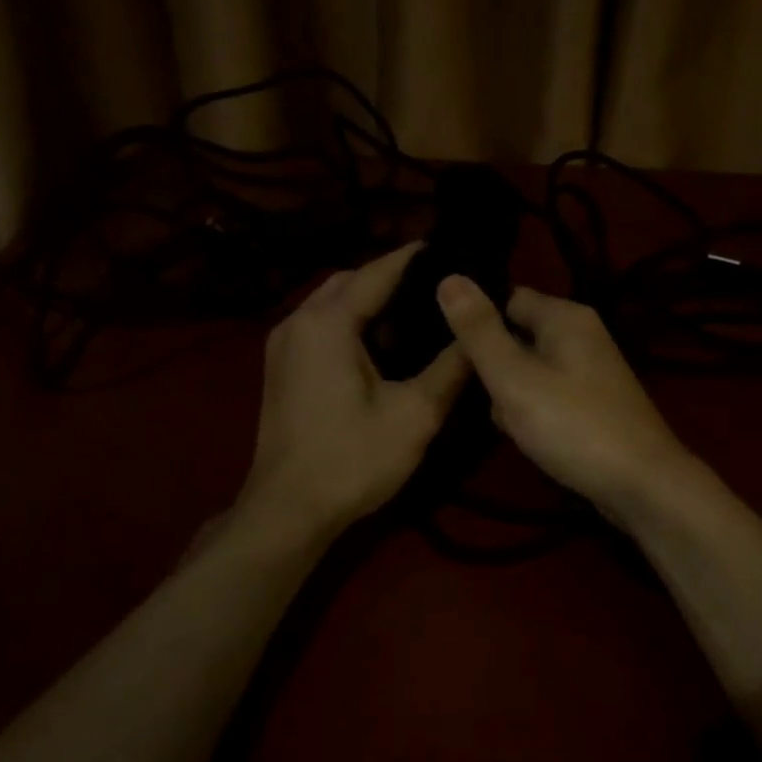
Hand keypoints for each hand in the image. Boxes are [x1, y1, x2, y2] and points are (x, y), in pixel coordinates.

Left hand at [237, 243, 469, 536]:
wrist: (287, 512)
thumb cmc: (352, 460)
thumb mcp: (415, 414)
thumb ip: (451, 366)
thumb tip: (479, 329)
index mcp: (327, 323)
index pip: (378, 271)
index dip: (417, 258)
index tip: (454, 249)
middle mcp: (298, 321)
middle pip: (351, 281)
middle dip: (393, 279)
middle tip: (440, 289)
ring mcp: (283, 344)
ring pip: (333, 303)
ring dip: (371, 303)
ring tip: (418, 316)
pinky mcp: (281, 367)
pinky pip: (321, 326)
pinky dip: (352, 324)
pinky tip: (383, 347)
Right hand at [435, 276, 695, 522]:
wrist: (642, 486)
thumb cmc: (573, 425)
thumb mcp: (513, 377)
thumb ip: (479, 330)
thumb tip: (447, 277)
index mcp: (565, 316)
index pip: (506, 297)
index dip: (476, 321)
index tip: (446, 350)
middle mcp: (582, 334)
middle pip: (517, 335)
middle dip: (493, 366)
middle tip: (476, 395)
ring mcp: (591, 371)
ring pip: (530, 370)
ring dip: (511, 394)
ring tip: (506, 423)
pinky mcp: (593, 403)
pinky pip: (548, 395)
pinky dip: (534, 412)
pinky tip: (527, 438)